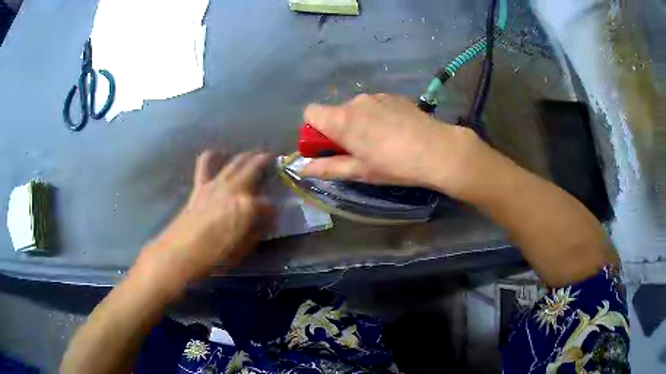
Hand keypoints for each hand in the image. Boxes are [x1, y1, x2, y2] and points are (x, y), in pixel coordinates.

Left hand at [134, 151, 275, 290]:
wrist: (181, 252)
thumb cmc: (214, 256)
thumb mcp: (242, 249)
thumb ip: (256, 232)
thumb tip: (264, 223)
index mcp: (247, 206)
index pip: (268, 204)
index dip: (273, 211)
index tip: (273, 218)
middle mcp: (234, 189)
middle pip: (254, 169)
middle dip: (265, 162)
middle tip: (272, 158)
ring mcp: (216, 184)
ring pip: (235, 162)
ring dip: (246, 156)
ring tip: (253, 154)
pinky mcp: (200, 185)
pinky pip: (205, 164)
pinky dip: (212, 156)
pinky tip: (217, 153)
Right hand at [301, 94, 495, 199]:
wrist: (438, 150)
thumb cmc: (395, 165)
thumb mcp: (360, 172)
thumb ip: (327, 168)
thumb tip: (302, 168)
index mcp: (342, 120)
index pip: (310, 112)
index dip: (314, 130)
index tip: (328, 146)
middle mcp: (355, 102)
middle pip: (334, 112)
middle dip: (339, 129)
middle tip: (358, 150)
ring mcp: (376, 96)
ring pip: (355, 108)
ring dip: (359, 122)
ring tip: (381, 142)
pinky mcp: (393, 96)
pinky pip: (374, 105)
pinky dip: (376, 116)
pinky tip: (395, 131)